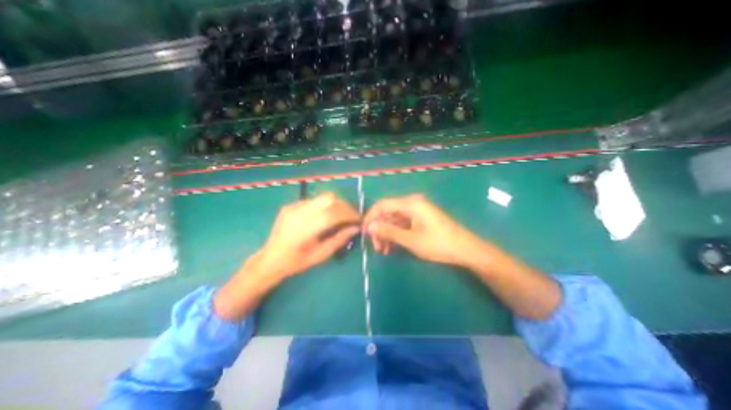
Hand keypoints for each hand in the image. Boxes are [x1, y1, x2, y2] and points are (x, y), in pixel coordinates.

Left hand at [259, 192, 359, 277]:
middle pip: (329, 199)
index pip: (333, 213)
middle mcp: (298, 213)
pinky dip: (325, 205)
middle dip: (345, 205)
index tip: (358, 219)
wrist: (270, 259)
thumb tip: (355, 228)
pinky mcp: (291, 204)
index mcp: (305, 229)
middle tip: (352, 215)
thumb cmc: (296, 262)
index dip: (349, 214)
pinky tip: (326, 215)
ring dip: (337, 203)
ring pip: (322, 196)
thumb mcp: (320, 255)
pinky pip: (314, 200)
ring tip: (342, 214)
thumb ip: (339, 240)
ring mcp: (293, 206)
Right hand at [361, 193, 483, 266]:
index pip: (382, 205)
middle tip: (376, 247)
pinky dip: (396, 234)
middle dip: (379, 229)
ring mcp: (417, 211)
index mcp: (410, 203)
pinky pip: (402, 224)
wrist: (465, 249)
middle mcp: (412, 203)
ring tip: (383, 250)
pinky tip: (392, 247)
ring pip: (394, 220)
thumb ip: (389, 231)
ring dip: (387, 234)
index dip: (370, 217)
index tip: (363, 232)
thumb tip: (369, 227)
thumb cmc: (438, 244)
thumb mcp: (410, 239)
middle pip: (388, 213)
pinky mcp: (420, 219)